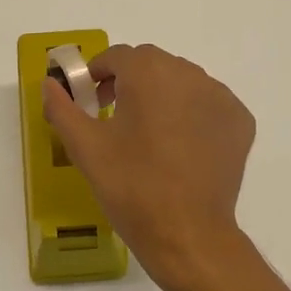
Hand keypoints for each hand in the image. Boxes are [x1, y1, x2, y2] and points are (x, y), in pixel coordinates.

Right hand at [41, 44, 255, 290]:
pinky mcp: (240, 122)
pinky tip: (181, 146)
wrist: (187, 234)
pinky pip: (209, 105)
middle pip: (153, 65)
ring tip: (149, 134)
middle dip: (130, 82)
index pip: (118, 56)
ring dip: (163, 96)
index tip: (89, 99)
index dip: (98, 73)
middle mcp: (190, 74)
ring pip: (183, 83)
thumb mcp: (86, 148)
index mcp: (150, 73)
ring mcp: (221, 97)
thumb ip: (62, 108)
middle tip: (115, 117)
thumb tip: (49, 84)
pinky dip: (192, 114)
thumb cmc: (131, 187)